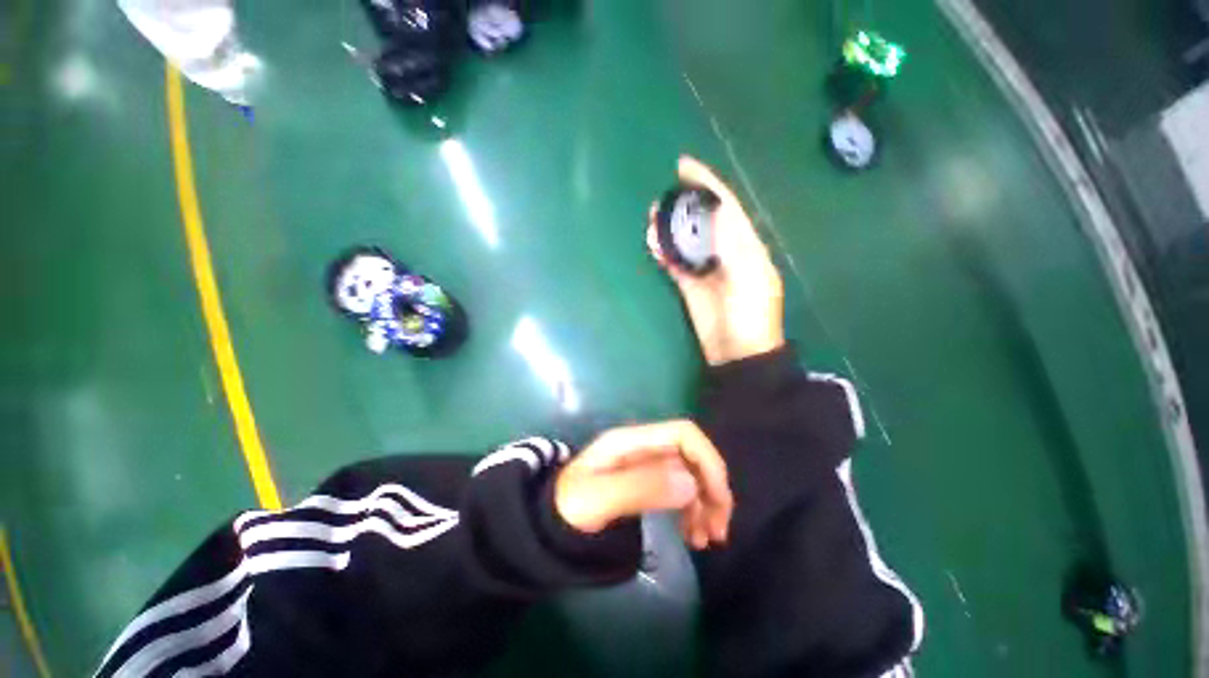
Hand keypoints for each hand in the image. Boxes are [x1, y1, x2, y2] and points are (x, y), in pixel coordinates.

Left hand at [555, 420, 732, 548]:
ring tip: (706, 539)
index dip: (707, 460)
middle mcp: (644, 446)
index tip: (717, 500)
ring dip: (705, 503)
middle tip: (718, 530)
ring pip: (689, 474)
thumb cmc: (569, 506)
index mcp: (632, 441)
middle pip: (692, 454)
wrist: (549, 519)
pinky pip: (679, 490)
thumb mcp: (599, 499)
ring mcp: (646, 463)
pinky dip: (692, 510)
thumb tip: (691, 483)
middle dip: (711, 488)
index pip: (683, 434)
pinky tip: (692, 534)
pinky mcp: (646, 481)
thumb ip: (641, 487)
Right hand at [648, 156, 784, 365]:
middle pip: (702, 219)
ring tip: (651, 214)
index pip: (726, 206)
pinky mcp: (689, 285)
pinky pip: (674, 262)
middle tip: (661, 193)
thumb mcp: (750, 278)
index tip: (684, 166)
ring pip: (685, 239)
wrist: (737, 354)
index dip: (707, 184)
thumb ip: (732, 245)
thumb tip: (713, 211)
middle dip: (683, 204)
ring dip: (669, 226)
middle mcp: (725, 251)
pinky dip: (663, 251)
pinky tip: (652, 242)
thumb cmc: (750, 317)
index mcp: (745, 245)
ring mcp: (705, 269)